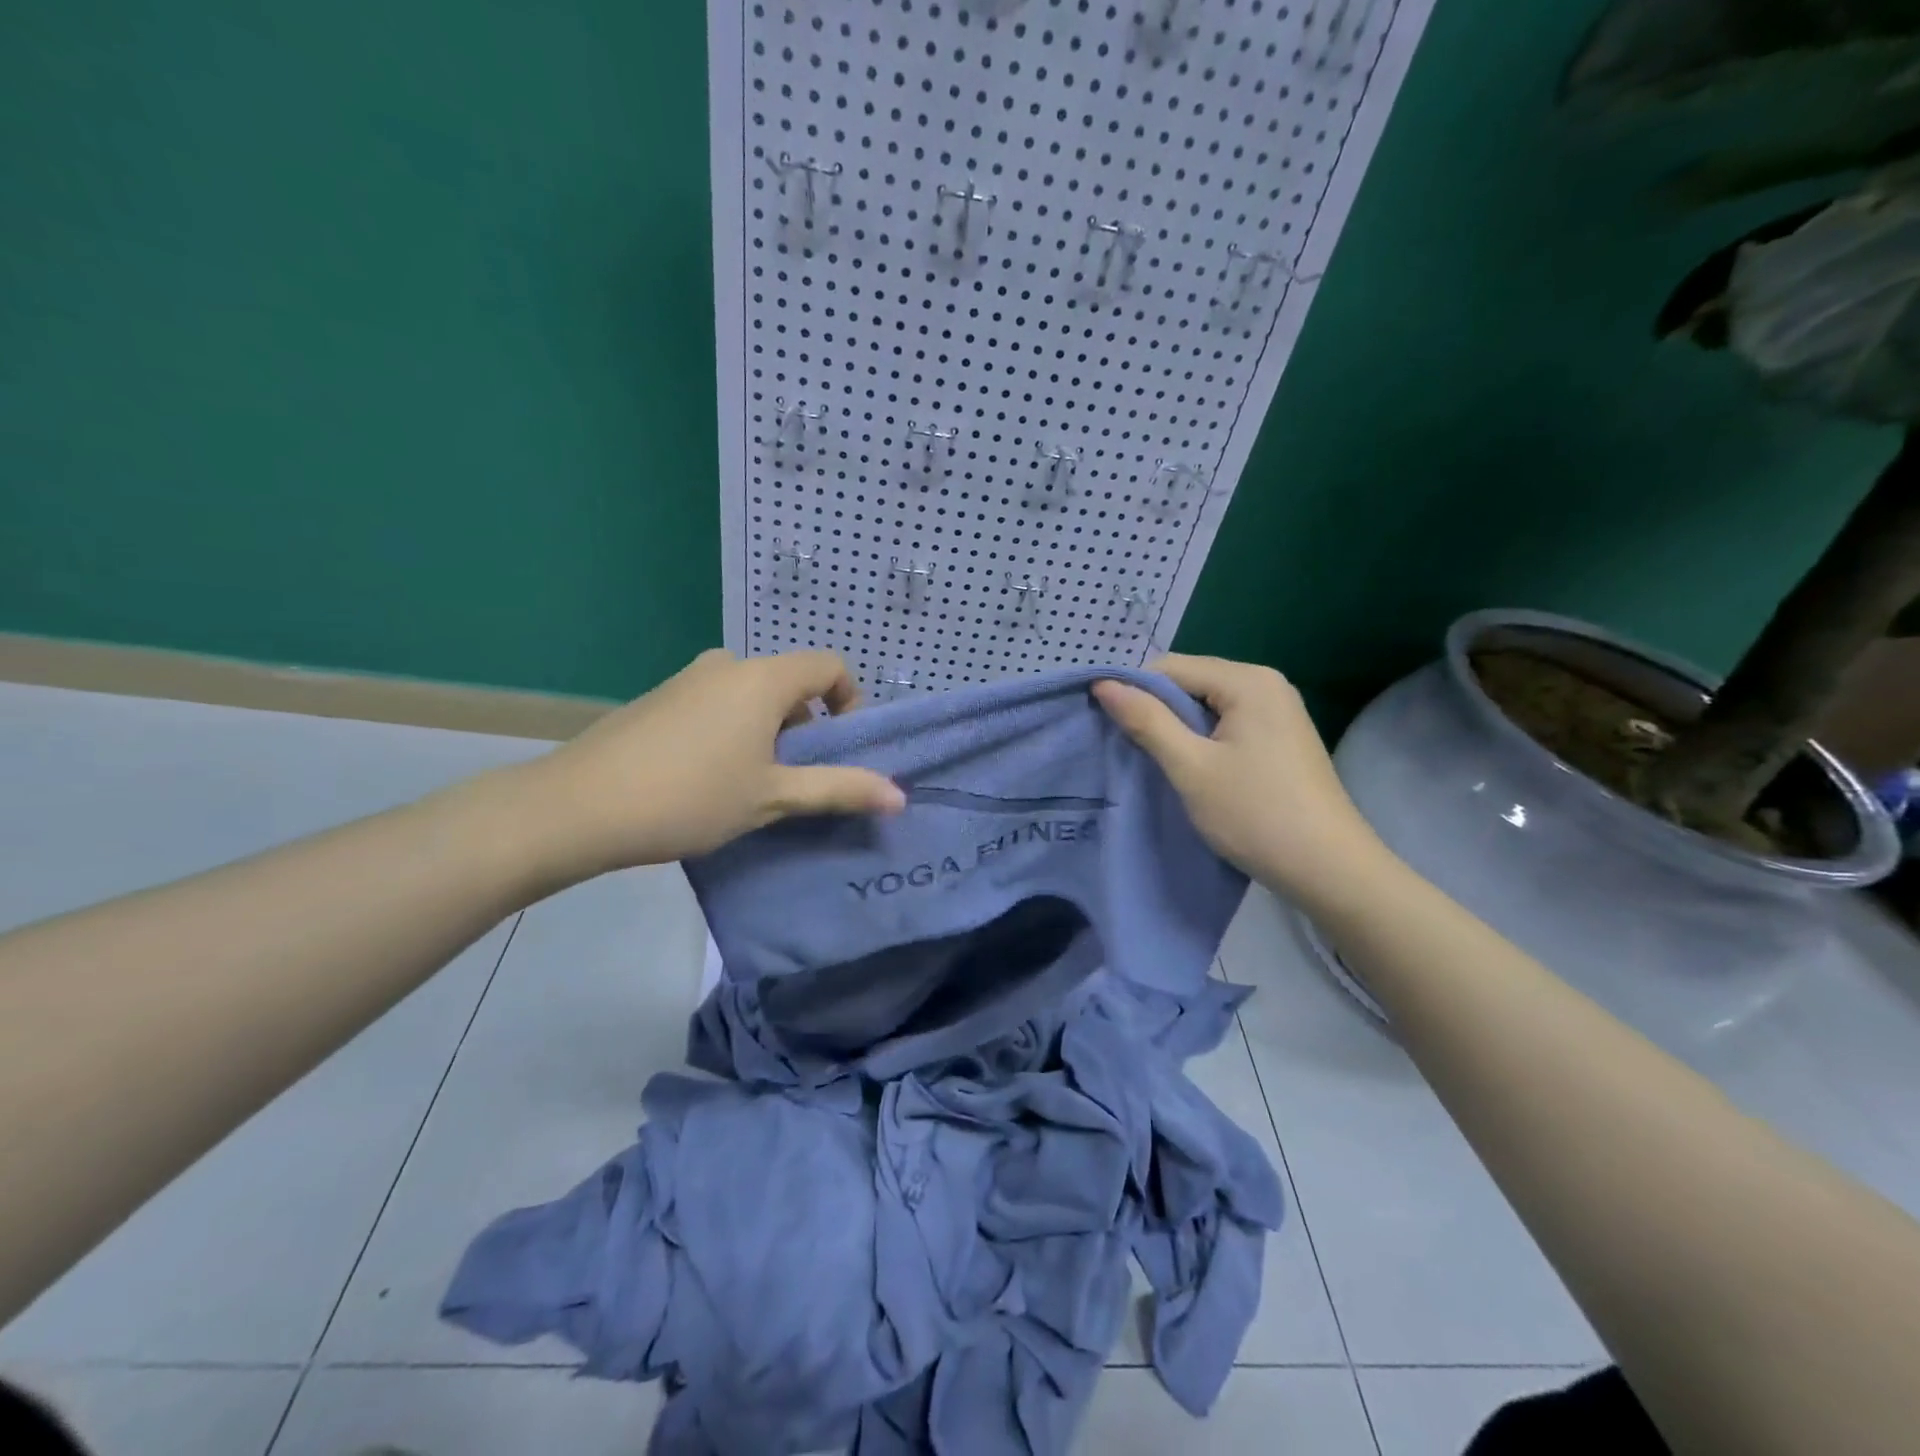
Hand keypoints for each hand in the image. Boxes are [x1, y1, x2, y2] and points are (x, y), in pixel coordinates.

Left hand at [508, 649, 904, 883]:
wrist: (577, 807)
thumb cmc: (691, 797)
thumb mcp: (773, 797)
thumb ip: (839, 789)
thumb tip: (900, 797)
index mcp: (762, 679)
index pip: (829, 666)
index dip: (851, 701)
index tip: (842, 748)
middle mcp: (727, 666)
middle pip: (790, 683)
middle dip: (807, 727)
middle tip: (798, 779)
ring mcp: (687, 680)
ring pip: (752, 697)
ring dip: (769, 733)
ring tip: (754, 785)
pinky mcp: (658, 700)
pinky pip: (717, 705)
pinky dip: (733, 732)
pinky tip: (709, 779)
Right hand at [1092, 655, 1387, 906]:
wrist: (1329, 870)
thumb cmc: (1255, 814)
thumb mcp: (1191, 767)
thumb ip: (1147, 721)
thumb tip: (1103, 683)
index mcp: (1248, 681)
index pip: (1171, 667)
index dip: (1134, 691)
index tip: (1107, 726)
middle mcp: (1267, 684)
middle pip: (1191, 681)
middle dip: (1157, 710)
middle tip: (1129, 748)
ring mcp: (1279, 710)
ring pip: (1207, 705)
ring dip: (1178, 728)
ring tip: (1156, 761)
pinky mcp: (1281, 737)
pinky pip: (1227, 723)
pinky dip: (1202, 740)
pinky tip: (1192, 768)